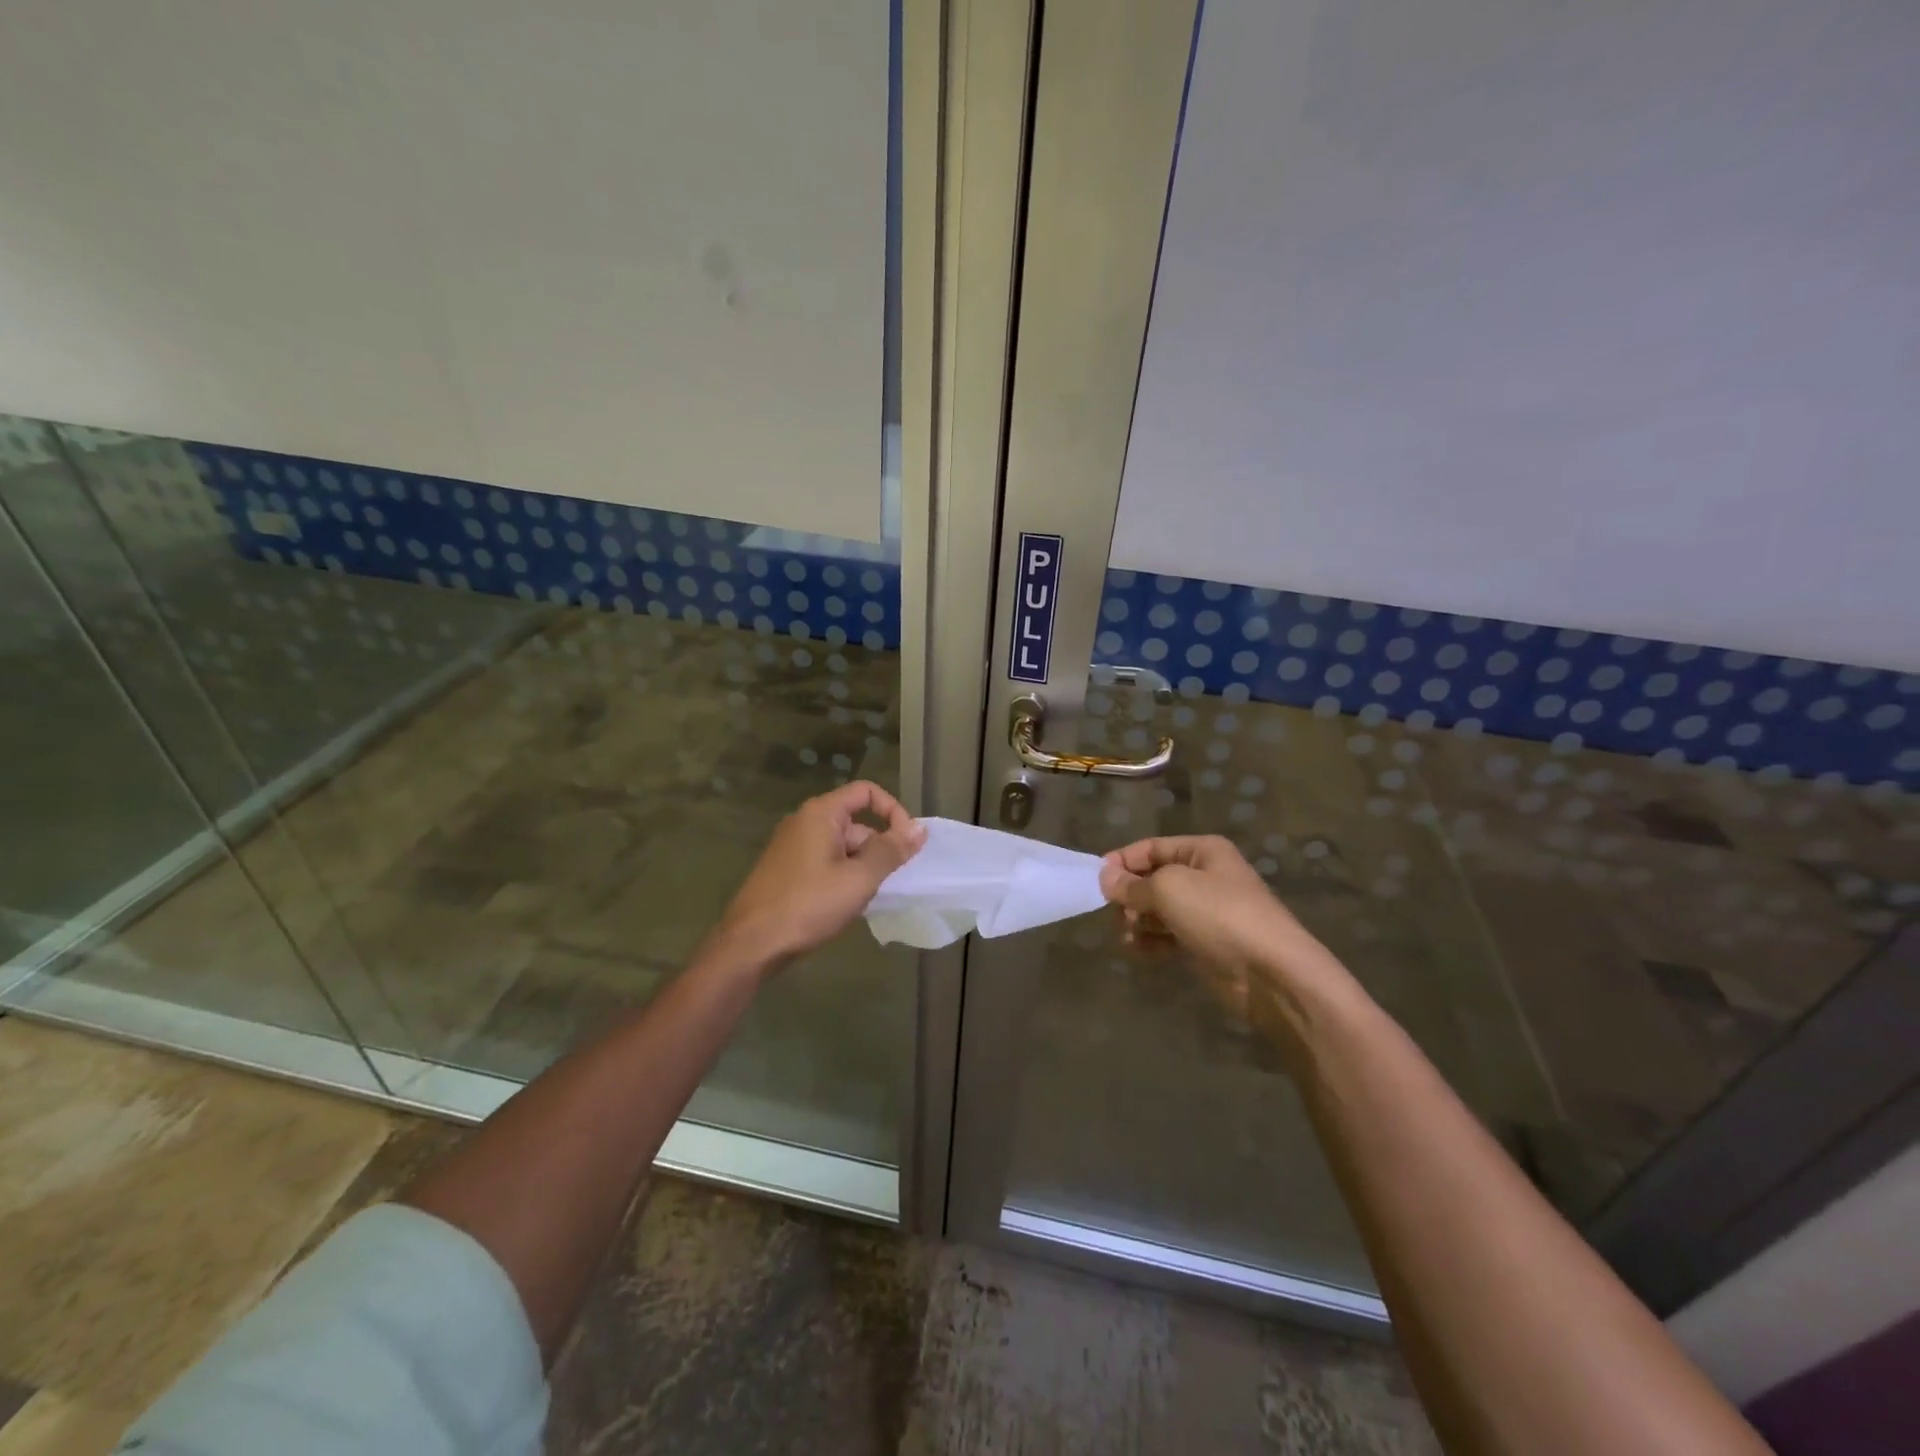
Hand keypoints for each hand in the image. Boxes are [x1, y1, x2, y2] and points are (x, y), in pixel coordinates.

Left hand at [709, 781, 926, 970]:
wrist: (751, 944)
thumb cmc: (808, 905)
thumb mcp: (859, 878)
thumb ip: (891, 851)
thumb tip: (919, 829)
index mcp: (821, 814)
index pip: (866, 792)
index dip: (893, 811)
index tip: (907, 843)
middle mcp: (804, 822)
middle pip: (855, 821)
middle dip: (878, 847)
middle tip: (890, 881)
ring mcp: (792, 847)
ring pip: (842, 846)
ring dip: (862, 866)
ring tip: (868, 897)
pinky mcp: (787, 870)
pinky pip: (826, 862)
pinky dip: (843, 876)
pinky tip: (846, 905)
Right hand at [1099, 835, 1329, 987]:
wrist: (1271, 973)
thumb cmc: (1219, 916)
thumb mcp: (1169, 889)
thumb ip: (1132, 884)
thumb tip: (1104, 878)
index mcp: (1202, 851)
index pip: (1150, 847)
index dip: (1122, 862)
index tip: (1096, 882)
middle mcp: (1206, 876)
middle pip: (1153, 879)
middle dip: (1130, 896)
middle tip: (1116, 915)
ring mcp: (1207, 911)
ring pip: (1159, 909)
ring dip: (1138, 920)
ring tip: (1128, 936)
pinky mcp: (1207, 943)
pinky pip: (1169, 934)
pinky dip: (1152, 940)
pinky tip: (1140, 951)